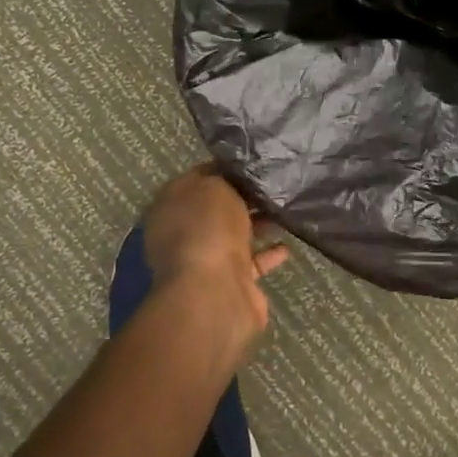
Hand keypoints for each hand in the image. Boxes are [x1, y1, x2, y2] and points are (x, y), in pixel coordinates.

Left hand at [142, 165, 288, 356]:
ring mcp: (205, 260)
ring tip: (284, 210)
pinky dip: (268, 254)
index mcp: (170, 207)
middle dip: (242, 198)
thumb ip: (223, 178)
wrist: (215, 292)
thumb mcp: (214, 186)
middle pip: (216, 210)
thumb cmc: (208, 229)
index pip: (196, 179)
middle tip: (272, 185)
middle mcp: (183, 234)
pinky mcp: (230, 283)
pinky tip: (286, 245)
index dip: (222, 170)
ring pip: (234, 236)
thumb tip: (232, 178)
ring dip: (257, 225)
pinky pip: (252, 262)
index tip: (250, 164)